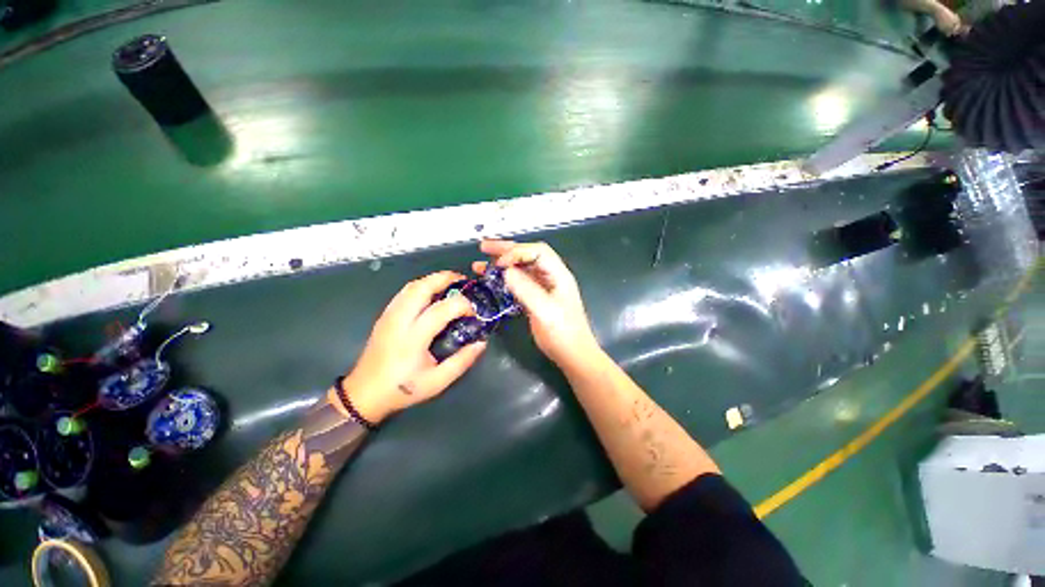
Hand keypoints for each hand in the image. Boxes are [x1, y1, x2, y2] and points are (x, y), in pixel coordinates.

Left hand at [342, 271, 485, 423]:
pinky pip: (404, 292)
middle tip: (463, 281)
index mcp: (413, 338)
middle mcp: (399, 320)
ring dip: (433, 280)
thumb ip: (462, 361)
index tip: (474, 312)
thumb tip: (481, 343)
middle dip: (445, 278)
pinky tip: (432, 293)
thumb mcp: (438, 381)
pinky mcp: (385, 316)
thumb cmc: (403, 389)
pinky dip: (421, 286)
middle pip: (421, 287)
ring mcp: (389, 315)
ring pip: (411, 286)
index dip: (462, 305)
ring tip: (451, 284)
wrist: (364, 394)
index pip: (442, 309)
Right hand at [473, 240, 601, 369]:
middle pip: (528, 255)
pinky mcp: (535, 299)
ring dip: (502, 265)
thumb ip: (527, 290)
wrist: (573, 355)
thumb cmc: (564, 334)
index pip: (537, 251)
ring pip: (521, 269)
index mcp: (558, 274)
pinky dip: (504, 280)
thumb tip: (506, 271)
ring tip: (480, 263)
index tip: (500, 264)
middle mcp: (550, 277)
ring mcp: (543, 288)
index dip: (517, 252)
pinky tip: (491, 281)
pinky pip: (518, 283)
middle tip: (484, 247)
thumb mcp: (546, 312)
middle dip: (506, 250)